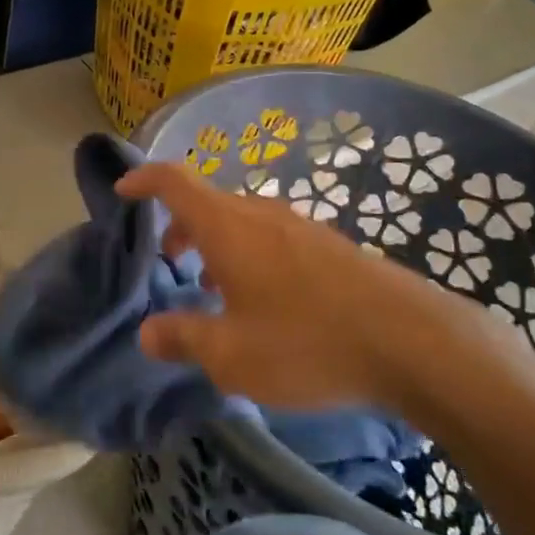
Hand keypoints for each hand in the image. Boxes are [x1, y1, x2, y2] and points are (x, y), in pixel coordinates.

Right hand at [117, 163, 502, 419]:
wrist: (411, 341)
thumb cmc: (307, 343)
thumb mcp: (231, 355)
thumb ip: (183, 338)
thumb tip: (147, 332)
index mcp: (228, 227)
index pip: (175, 181)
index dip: (144, 179)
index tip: (123, 191)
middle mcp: (262, 214)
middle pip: (209, 202)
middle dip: (181, 226)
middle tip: (171, 263)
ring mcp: (301, 226)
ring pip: (242, 220)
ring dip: (217, 244)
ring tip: (216, 289)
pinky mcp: (330, 246)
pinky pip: (273, 236)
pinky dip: (250, 254)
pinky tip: (267, 301)